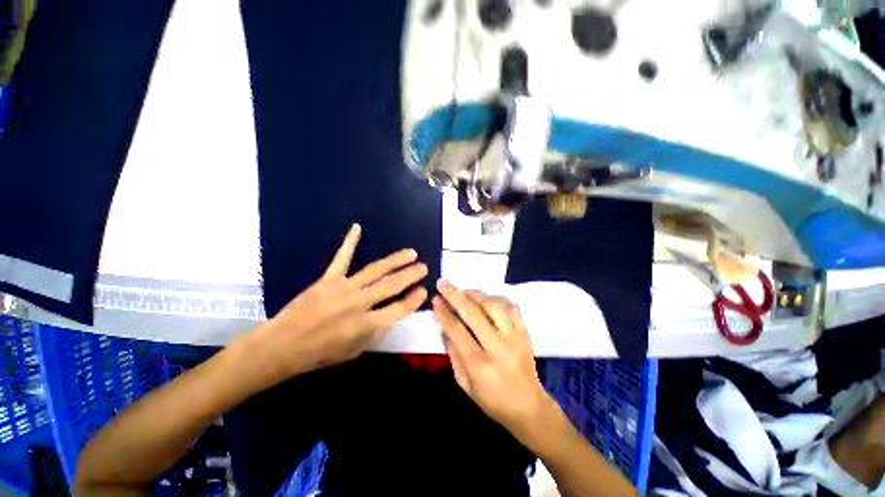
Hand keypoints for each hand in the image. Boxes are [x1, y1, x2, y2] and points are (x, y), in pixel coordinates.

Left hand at [249, 223, 427, 385]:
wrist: (282, 346)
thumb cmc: (320, 354)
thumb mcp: (355, 351)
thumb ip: (376, 332)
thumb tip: (391, 314)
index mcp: (366, 325)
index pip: (400, 308)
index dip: (415, 299)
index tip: (423, 290)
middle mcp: (359, 303)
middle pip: (392, 285)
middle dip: (411, 275)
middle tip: (424, 267)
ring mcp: (343, 288)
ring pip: (376, 270)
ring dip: (395, 260)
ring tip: (410, 253)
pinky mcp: (328, 279)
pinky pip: (342, 258)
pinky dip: (350, 241)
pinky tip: (357, 227)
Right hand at [432, 280, 555, 441]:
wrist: (529, 408)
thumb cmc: (492, 401)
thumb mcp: (465, 385)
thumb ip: (453, 355)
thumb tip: (445, 328)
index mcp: (479, 365)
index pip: (457, 331)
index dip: (444, 313)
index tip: (435, 300)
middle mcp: (497, 347)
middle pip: (473, 313)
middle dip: (455, 295)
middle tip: (443, 283)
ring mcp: (514, 338)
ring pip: (494, 306)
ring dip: (476, 295)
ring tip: (465, 291)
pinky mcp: (525, 333)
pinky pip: (512, 308)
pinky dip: (499, 299)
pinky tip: (488, 299)